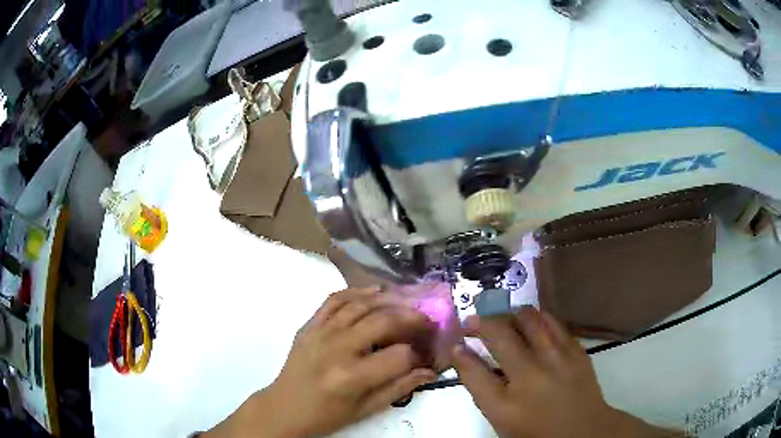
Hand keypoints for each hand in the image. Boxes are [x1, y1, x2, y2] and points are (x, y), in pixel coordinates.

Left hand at [205, 287, 438, 437]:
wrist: (284, 408)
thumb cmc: (327, 415)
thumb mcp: (365, 410)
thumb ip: (400, 388)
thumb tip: (429, 371)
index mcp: (352, 376)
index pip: (398, 356)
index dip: (418, 355)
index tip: (427, 354)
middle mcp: (337, 348)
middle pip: (383, 321)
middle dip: (411, 318)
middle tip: (426, 319)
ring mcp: (320, 332)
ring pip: (361, 305)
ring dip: (389, 300)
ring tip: (408, 302)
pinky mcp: (309, 325)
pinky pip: (334, 300)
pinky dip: (357, 291)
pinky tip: (375, 292)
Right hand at [453, 307, 681, 437]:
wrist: (583, 428)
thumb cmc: (537, 429)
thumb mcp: (502, 418)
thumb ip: (482, 387)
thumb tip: (465, 356)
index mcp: (506, 403)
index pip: (473, 371)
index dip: (460, 353)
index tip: (456, 343)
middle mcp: (530, 375)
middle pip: (499, 334)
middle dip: (479, 322)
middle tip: (473, 321)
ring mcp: (557, 358)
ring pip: (528, 318)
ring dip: (508, 312)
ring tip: (502, 316)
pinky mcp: (575, 349)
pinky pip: (552, 321)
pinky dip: (536, 317)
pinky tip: (530, 321)